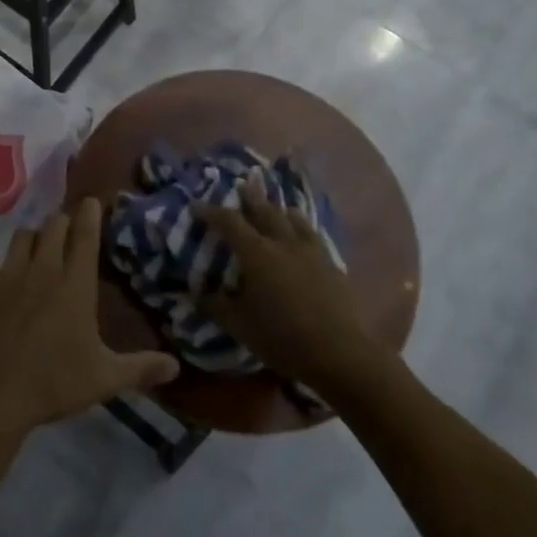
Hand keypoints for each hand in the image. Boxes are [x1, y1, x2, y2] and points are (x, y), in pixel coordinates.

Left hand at [0, 198, 178, 440]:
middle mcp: (42, 269)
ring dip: (30, 239)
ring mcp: (7, 274)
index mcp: (74, 285)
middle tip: (65, 232)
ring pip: (20, 237)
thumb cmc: (53, 384)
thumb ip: (140, 368)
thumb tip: (176, 366)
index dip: (90, 214)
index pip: (85, 236)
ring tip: (33, 249)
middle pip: (53, 227)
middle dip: (61, 224)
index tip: (91, 201)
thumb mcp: (104, 379)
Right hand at [198, 179, 372, 390]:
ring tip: (277, 205)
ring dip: (280, 209)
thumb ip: (216, 305)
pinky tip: (304, 233)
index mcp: (257, 253)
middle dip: (251, 196)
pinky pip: (313, 235)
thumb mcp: (239, 326)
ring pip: (294, 219)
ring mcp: (311, 251)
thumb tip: (197, 292)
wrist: (339, 353)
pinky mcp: (331, 264)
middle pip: (265, 210)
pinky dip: (303, 227)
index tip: (197, 205)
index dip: (211, 212)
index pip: (229, 222)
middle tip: (243, 183)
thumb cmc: (282, 338)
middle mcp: (283, 243)